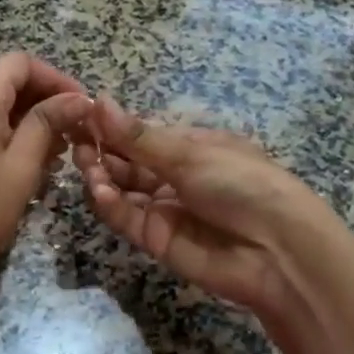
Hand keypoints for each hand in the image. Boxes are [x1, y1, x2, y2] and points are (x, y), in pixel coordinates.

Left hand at [0, 53, 89, 298]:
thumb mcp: (21, 165)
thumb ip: (48, 124)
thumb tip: (79, 97)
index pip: (20, 63)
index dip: (56, 77)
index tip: (83, 106)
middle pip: (8, 82)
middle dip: (46, 101)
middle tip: (76, 133)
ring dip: (31, 122)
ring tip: (60, 154)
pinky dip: (12, 138)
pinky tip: (32, 167)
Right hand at [73, 96, 349, 315]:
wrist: (279, 252)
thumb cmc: (242, 184)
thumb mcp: (190, 154)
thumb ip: (137, 136)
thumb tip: (98, 101)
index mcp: (189, 146)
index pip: (140, 133)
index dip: (111, 125)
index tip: (79, 115)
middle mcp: (173, 175)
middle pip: (126, 160)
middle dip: (100, 149)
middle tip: (74, 140)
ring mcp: (164, 208)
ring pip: (120, 187)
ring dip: (100, 174)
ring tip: (85, 165)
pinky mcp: (155, 239)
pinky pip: (125, 217)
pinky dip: (109, 203)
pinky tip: (100, 190)